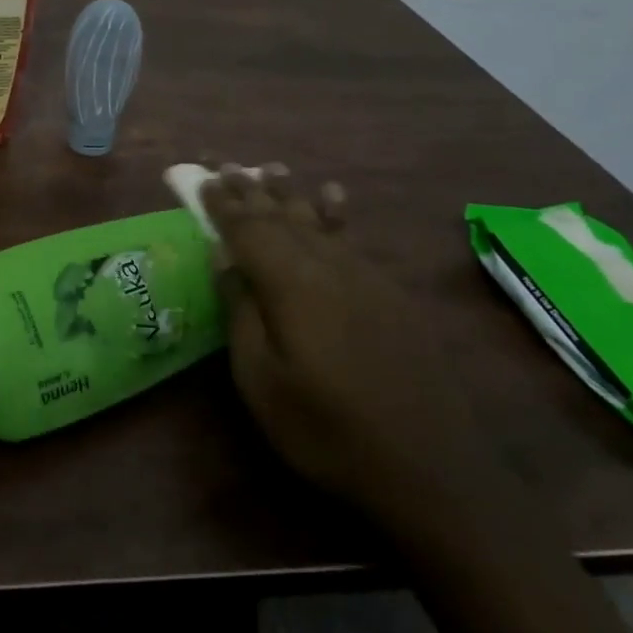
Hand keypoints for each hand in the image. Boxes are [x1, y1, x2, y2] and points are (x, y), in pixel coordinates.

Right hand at [203, 166, 501, 528]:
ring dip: (291, 194)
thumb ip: (242, 311)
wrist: (428, 466)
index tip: (205, 179)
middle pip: (283, 217)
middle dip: (253, 191)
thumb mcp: (261, 380)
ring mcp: (365, 277)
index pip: (248, 230)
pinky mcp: (391, 294)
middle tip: (229, 166)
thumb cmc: (325, 429)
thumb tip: (225, 257)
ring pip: (319, 222)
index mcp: (290, 284)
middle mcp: (328, 266)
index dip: (224, 204)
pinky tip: (334, 198)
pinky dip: (337, 213)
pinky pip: (353, 239)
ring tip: (273, 168)